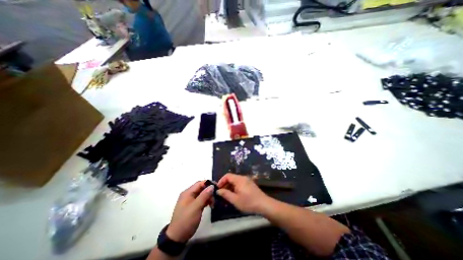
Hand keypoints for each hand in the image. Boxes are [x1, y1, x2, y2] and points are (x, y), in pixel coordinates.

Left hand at [166, 182, 212, 241]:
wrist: (177, 238)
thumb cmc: (186, 220)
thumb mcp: (196, 207)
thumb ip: (204, 195)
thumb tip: (212, 186)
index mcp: (188, 192)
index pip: (200, 183)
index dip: (208, 184)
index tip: (217, 187)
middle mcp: (189, 194)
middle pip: (201, 188)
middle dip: (209, 191)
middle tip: (216, 198)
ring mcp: (191, 201)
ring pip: (202, 194)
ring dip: (208, 197)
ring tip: (213, 203)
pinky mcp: (193, 206)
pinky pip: (201, 200)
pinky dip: (206, 201)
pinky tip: (210, 205)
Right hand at [218, 174, 271, 214]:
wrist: (264, 204)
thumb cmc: (248, 202)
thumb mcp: (235, 200)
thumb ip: (226, 194)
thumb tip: (218, 190)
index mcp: (239, 179)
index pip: (227, 175)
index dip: (221, 181)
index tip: (218, 188)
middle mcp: (243, 178)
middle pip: (231, 178)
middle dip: (225, 185)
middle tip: (221, 194)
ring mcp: (247, 180)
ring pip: (235, 181)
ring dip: (230, 187)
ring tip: (227, 196)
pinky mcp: (250, 184)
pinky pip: (240, 184)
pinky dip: (235, 188)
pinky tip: (235, 196)